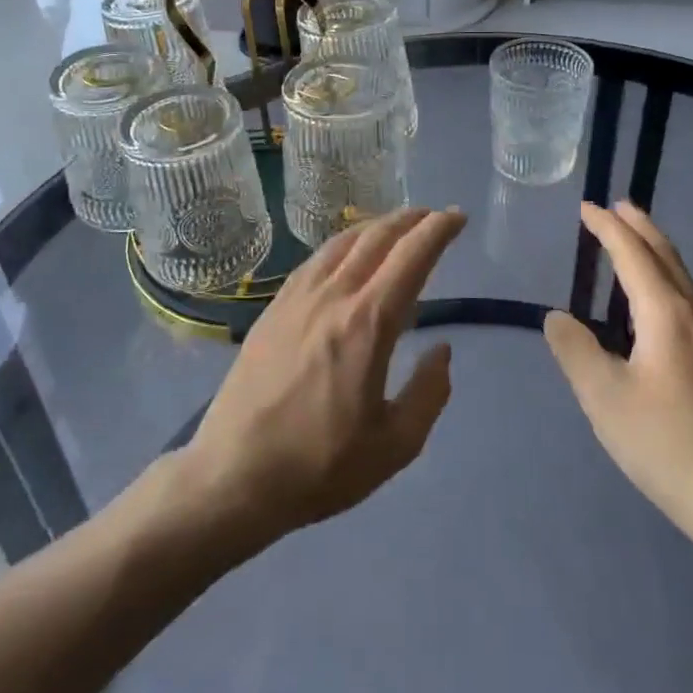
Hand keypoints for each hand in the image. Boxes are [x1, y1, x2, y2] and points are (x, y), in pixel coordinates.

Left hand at [182, 207, 466, 543]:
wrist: (233, 475)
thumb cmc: (320, 466)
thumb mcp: (394, 446)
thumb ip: (429, 393)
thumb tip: (442, 350)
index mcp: (367, 324)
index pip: (411, 256)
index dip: (438, 230)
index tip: (458, 217)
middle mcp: (333, 296)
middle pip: (377, 237)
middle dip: (411, 219)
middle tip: (434, 216)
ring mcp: (297, 297)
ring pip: (343, 241)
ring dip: (377, 226)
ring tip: (397, 228)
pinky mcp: (273, 308)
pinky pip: (316, 259)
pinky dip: (344, 243)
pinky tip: (348, 254)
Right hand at [545, 202, 692, 538]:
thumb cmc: (667, 445)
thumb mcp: (604, 398)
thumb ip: (575, 351)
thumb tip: (557, 317)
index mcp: (667, 315)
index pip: (633, 255)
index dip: (608, 228)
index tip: (587, 207)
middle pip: (667, 258)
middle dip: (641, 228)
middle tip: (619, 206)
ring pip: (682, 282)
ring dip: (655, 255)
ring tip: (633, 247)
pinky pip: (689, 306)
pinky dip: (665, 285)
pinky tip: (655, 311)